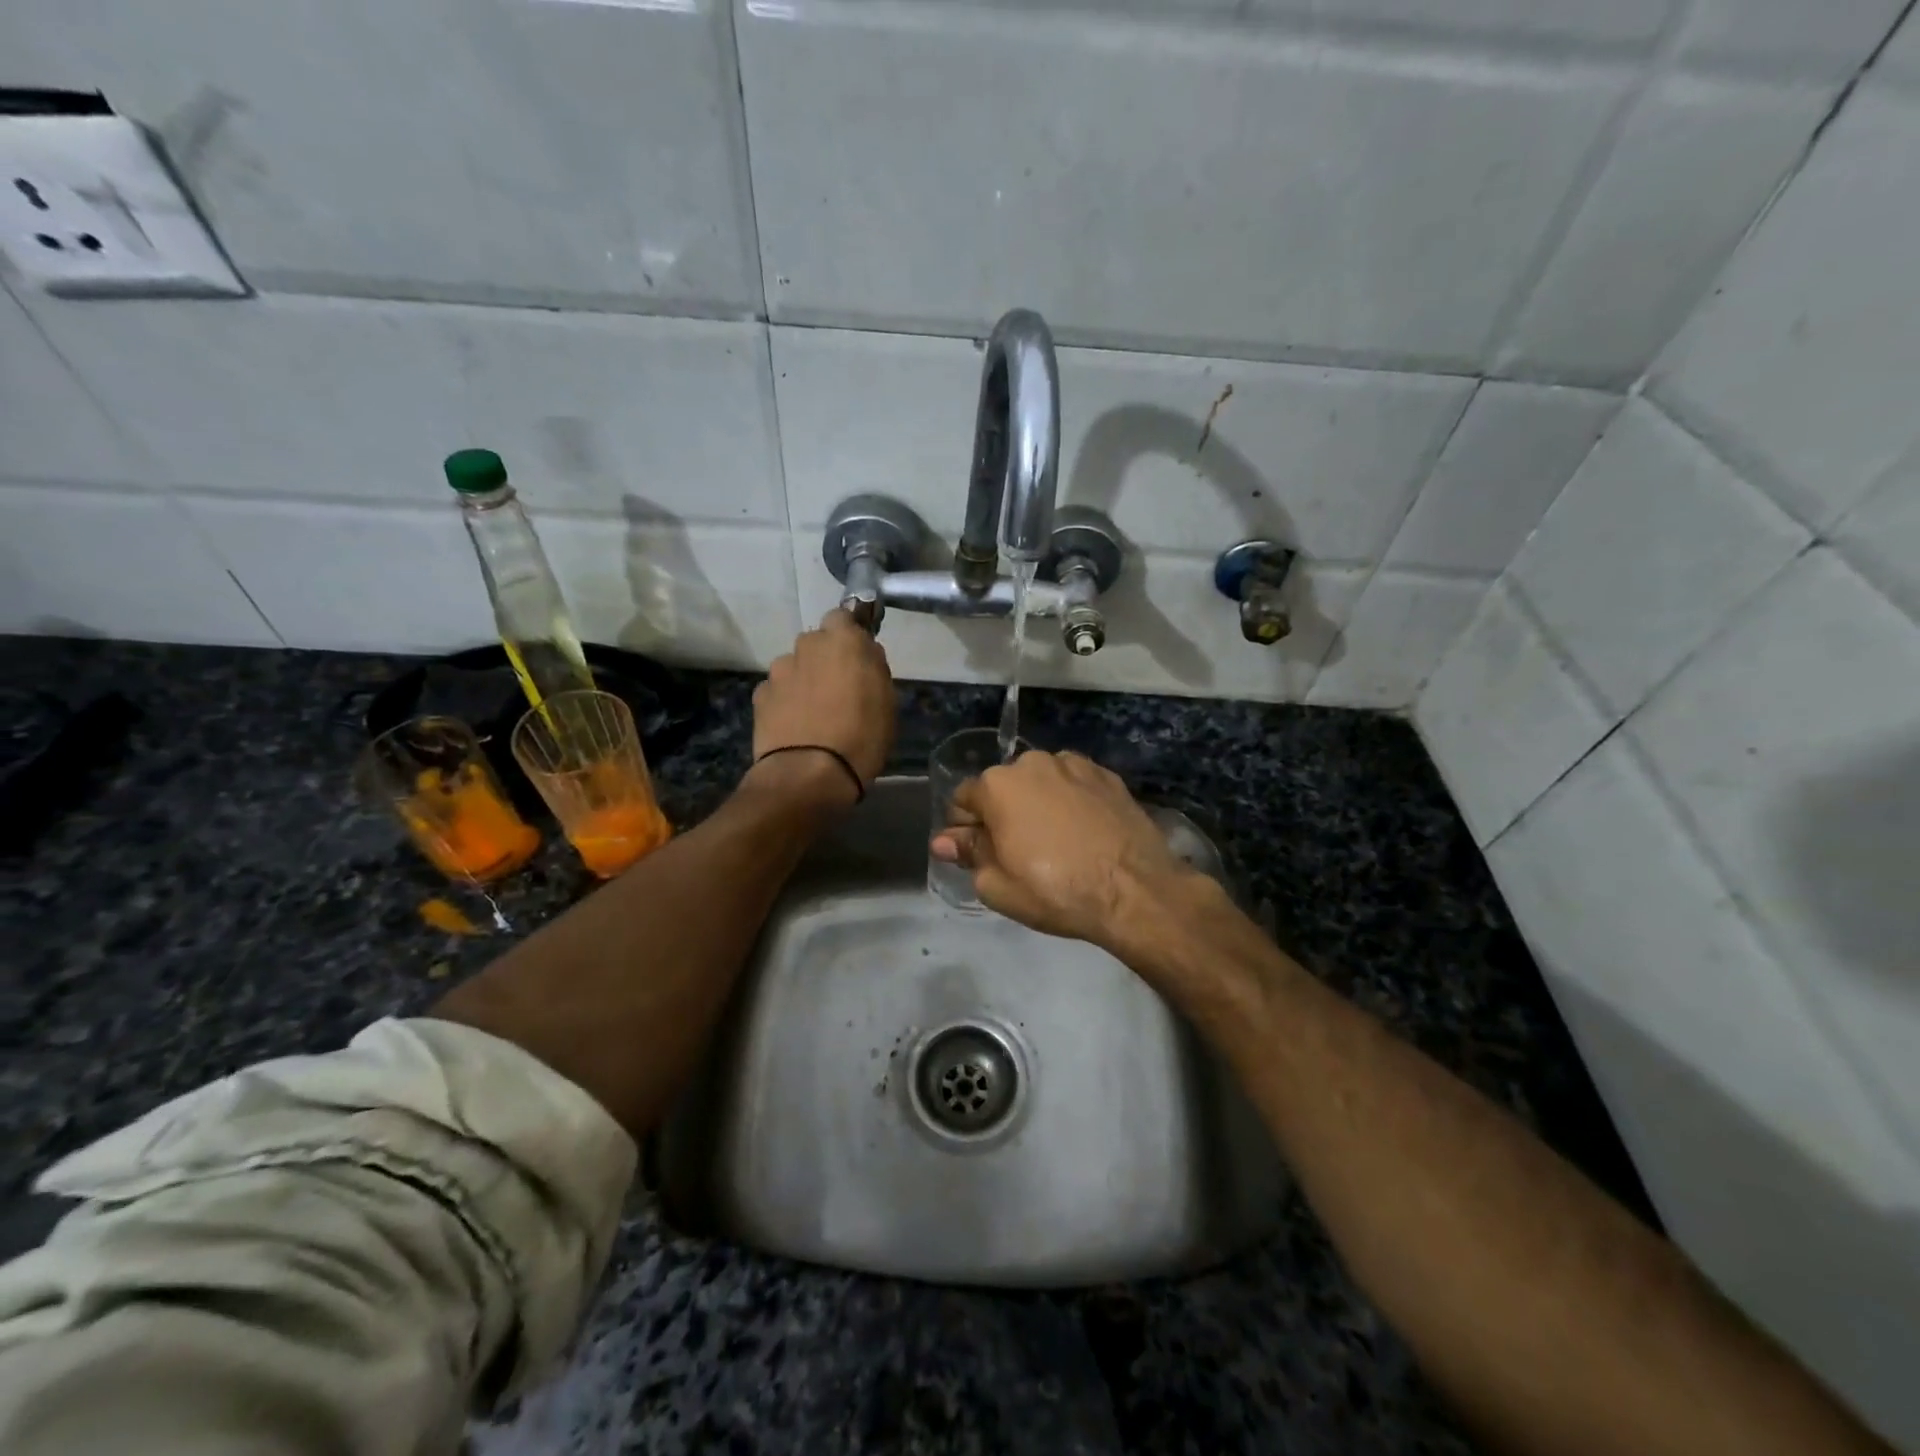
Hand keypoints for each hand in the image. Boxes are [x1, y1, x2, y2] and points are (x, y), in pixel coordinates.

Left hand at [750, 610, 894, 804]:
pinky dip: (786, 702)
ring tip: (816, 713)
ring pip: (795, 666)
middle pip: (817, 643)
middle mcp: (806, 646)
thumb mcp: (887, 701)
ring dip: (804, 680)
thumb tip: (865, 654)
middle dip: (826, 659)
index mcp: (842, 640)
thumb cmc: (861, 736)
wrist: (809, 774)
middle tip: (841, 689)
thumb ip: (874, 668)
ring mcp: (779, 670)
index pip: (843, 616)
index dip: (850, 635)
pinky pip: (778, 691)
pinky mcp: (760, 696)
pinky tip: (796, 726)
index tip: (859, 657)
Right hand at [930, 750, 1203, 949]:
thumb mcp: (997, 885)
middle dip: (1003, 814)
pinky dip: (1070, 802)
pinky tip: (1083, 832)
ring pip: (1040, 783)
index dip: (965, 830)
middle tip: (1019, 854)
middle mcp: (1032, 762)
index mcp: (997, 784)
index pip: (963, 800)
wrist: (1135, 890)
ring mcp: (1074, 765)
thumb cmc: (1056, 891)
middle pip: (1003, 788)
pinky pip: (1073, 785)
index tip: (979, 855)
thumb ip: (968, 854)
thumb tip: (944, 840)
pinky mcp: (1107, 775)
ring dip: (1038, 804)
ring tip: (1056, 843)